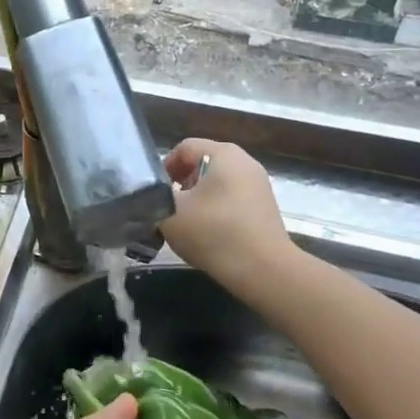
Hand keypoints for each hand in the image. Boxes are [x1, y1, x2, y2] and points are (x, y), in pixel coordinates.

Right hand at [159, 139, 296, 301]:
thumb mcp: (170, 213)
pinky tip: (208, 235)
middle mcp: (245, 162)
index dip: (164, 168)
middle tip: (168, 209)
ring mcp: (259, 185)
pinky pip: (232, 200)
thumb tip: (154, 197)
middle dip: (180, 185)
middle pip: (202, 164)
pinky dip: (216, 211)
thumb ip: (154, 198)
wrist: (264, 271)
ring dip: (197, 200)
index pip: (184, 148)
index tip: (155, 194)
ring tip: (186, 225)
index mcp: (224, 154)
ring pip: (217, 184)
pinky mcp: (265, 208)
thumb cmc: (214, 233)